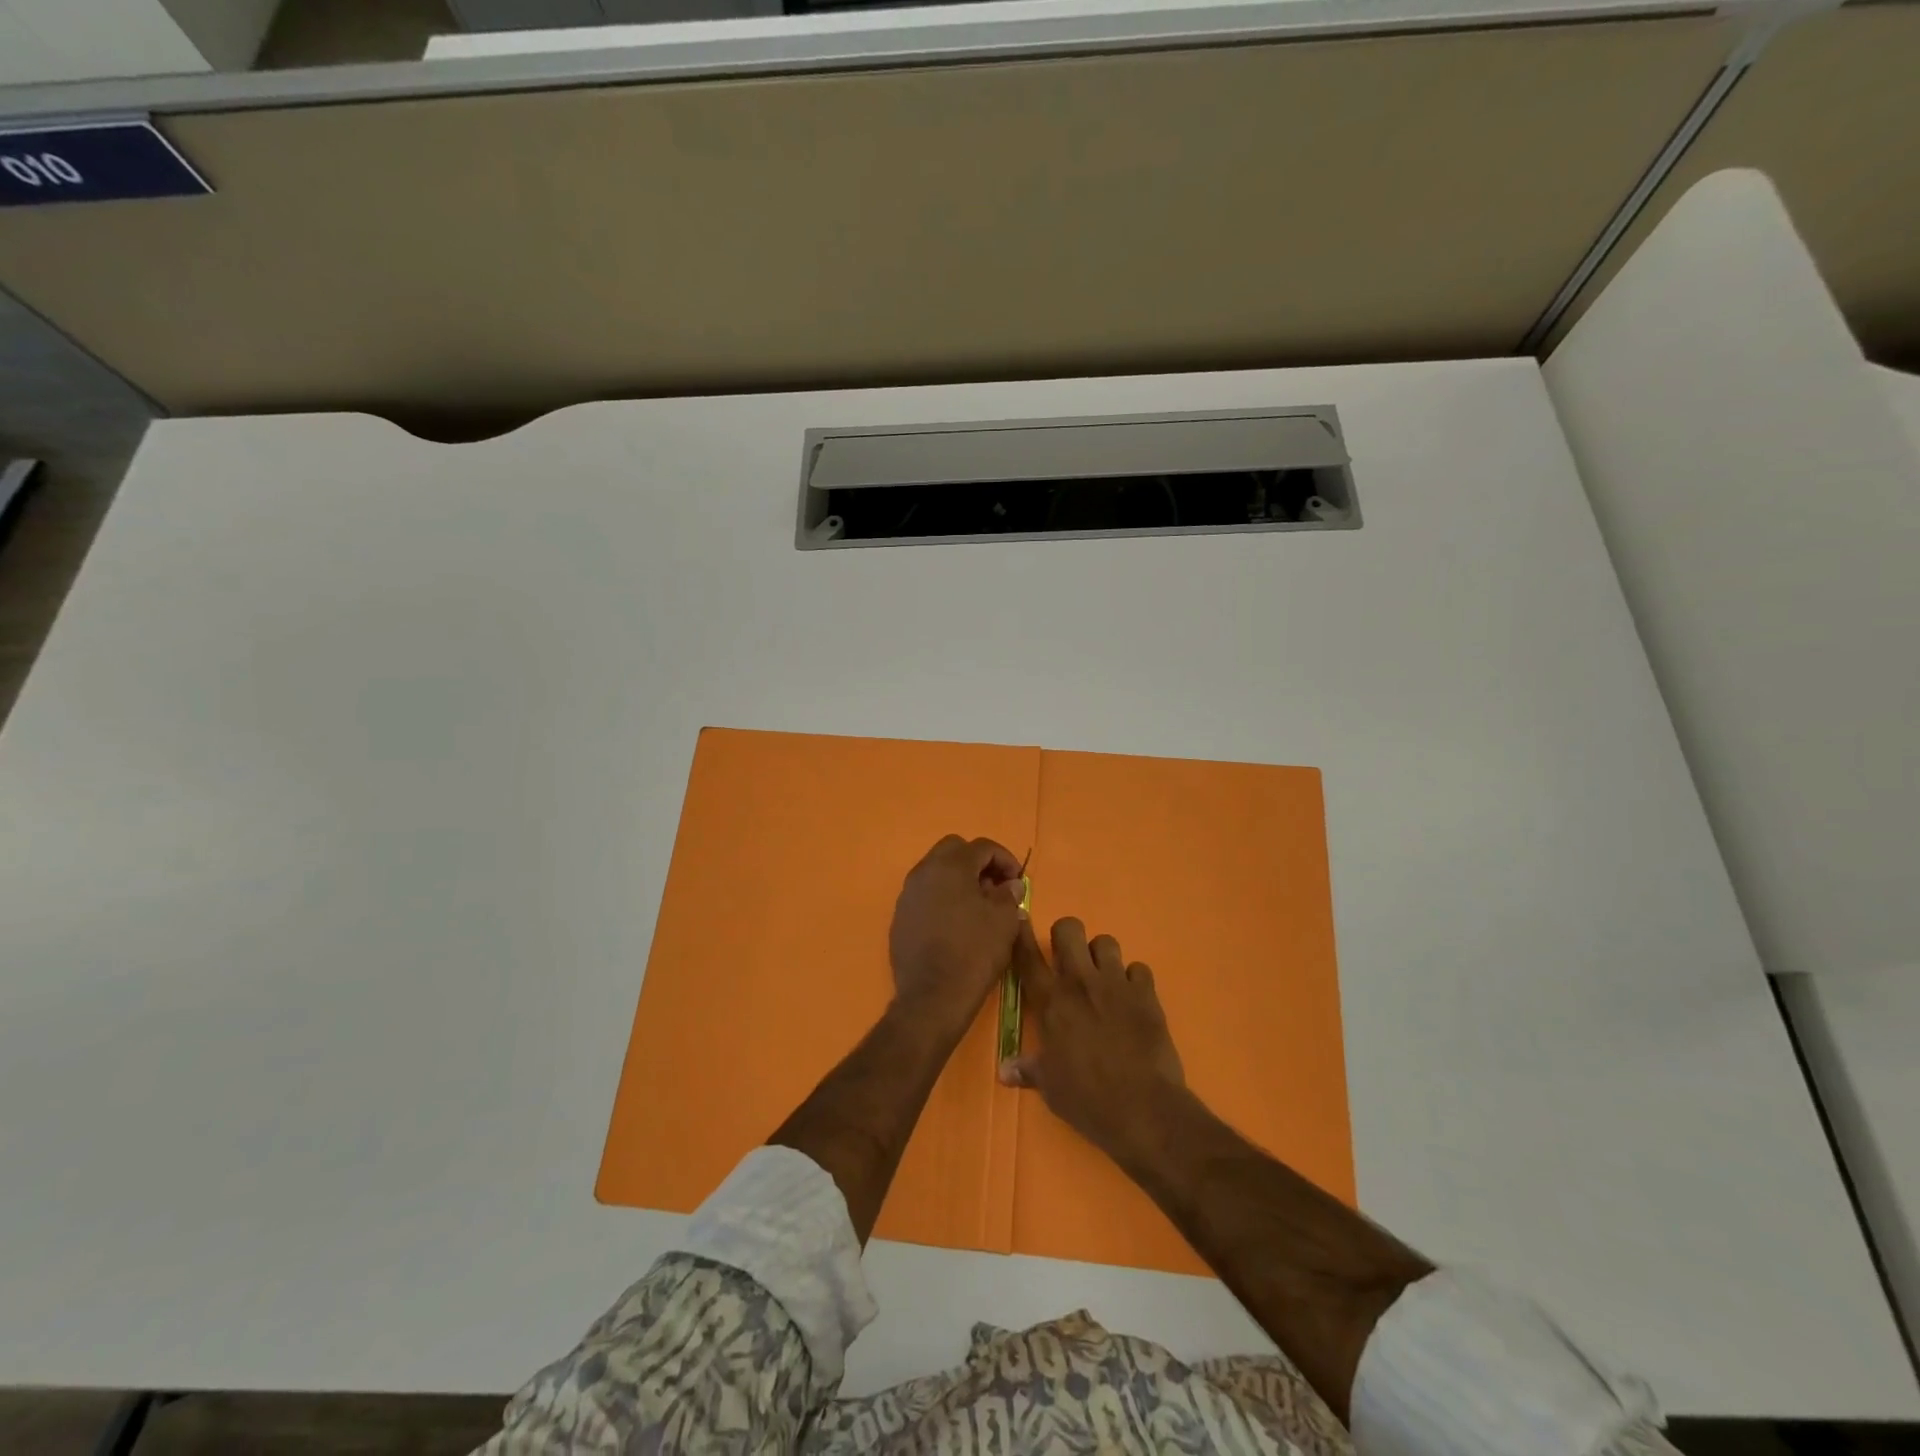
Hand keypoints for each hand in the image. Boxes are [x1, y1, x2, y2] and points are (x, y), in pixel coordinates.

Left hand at [887, 835, 1026, 1037]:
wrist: (933, 997)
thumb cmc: (974, 952)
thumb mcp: (1004, 920)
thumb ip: (1009, 894)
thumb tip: (1010, 884)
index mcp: (950, 866)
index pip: (982, 846)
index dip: (1005, 859)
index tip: (1018, 881)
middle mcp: (923, 872)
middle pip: (954, 850)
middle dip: (978, 862)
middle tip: (996, 887)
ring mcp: (908, 894)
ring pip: (936, 871)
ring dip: (959, 879)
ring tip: (978, 906)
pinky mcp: (900, 917)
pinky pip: (925, 895)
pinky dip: (943, 898)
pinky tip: (956, 923)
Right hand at [1000, 917, 1186, 1160]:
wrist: (1142, 1108)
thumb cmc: (1086, 1098)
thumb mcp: (1049, 1087)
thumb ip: (1027, 1070)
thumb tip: (1004, 1072)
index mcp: (1051, 1001)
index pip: (1027, 955)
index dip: (1021, 933)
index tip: (1021, 920)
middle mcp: (1081, 982)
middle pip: (1069, 928)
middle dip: (1065, 936)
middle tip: (1068, 959)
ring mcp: (1116, 984)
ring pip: (1106, 941)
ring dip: (1101, 955)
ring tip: (1102, 978)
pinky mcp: (1146, 994)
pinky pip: (1139, 968)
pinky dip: (1134, 979)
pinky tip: (1132, 998)